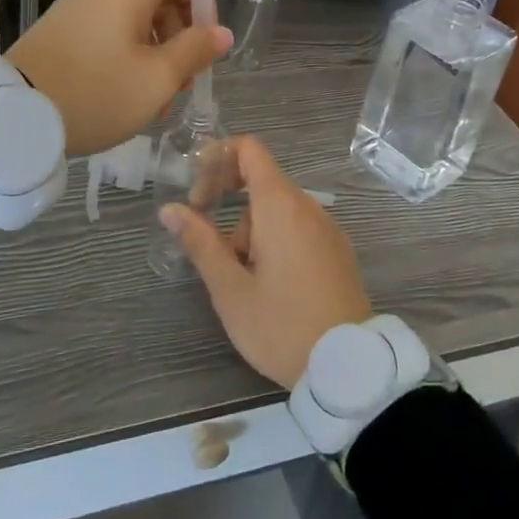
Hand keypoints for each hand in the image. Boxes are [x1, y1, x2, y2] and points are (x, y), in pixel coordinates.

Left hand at [6, 0, 231, 156]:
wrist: (14, 114)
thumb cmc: (97, 92)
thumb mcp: (158, 78)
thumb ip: (196, 50)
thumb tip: (221, 32)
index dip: (206, 3)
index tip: (207, 44)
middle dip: (180, 35)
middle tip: (181, 80)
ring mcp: (78, 4)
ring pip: (134, 17)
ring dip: (154, 52)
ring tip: (154, 98)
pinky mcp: (61, 26)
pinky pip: (107, 30)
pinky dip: (126, 54)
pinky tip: (123, 92)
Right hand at [160, 136, 373, 386]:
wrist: (349, 367)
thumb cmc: (282, 326)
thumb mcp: (230, 289)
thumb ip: (200, 243)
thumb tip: (170, 209)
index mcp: (281, 205)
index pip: (250, 150)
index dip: (218, 157)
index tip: (197, 192)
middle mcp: (308, 207)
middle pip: (261, 182)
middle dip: (229, 206)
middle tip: (210, 246)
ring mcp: (327, 229)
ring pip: (278, 210)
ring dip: (251, 231)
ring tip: (242, 281)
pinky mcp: (338, 251)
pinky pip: (298, 228)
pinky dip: (275, 241)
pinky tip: (270, 285)